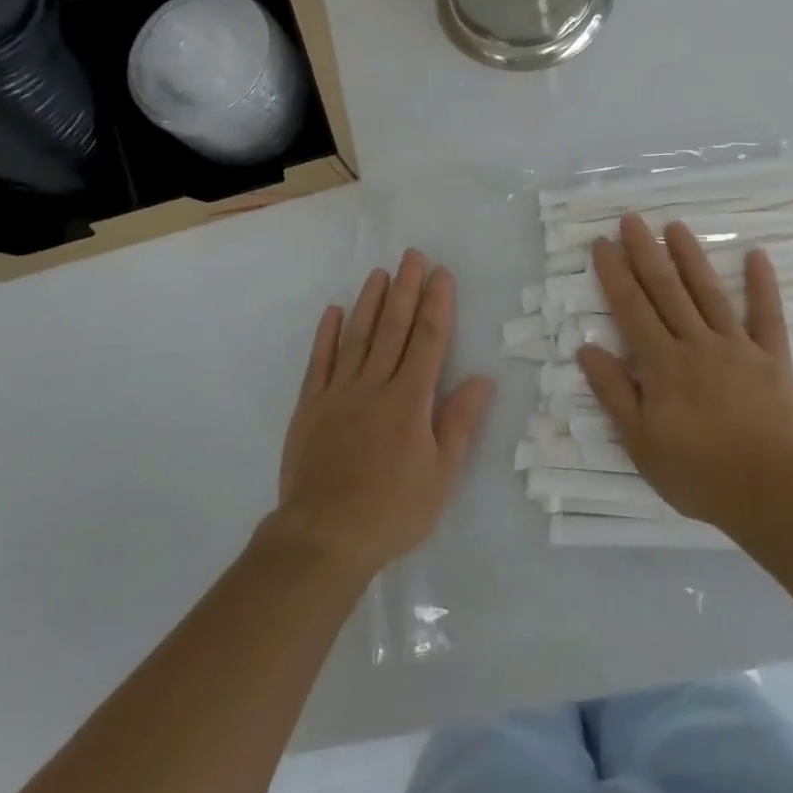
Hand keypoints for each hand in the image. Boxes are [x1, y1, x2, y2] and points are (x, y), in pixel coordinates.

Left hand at [267, 250, 494, 579]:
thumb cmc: (392, 511)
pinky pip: (319, 362)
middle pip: (394, 328)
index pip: (429, 341)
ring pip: (357, 336)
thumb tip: (483, 379)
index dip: (437, 305)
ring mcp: (338, 393)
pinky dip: (326, 335)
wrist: (323, 537)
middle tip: (413, 255)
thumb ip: (459, 423)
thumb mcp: (441, 476)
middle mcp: (375, 385)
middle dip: (406, 289)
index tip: (442, 274)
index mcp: (410, 400)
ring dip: (370, 301)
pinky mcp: (309, 406)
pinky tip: (333, 311)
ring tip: (380, 272)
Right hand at [576, 214, 792, 535]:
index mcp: (663, 364)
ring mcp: (738, 347)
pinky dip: (763, 285)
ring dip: (691, 257)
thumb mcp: (641, 444)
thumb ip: (614, 394)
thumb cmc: (700, 473)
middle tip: (632, 219)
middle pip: (666, 290)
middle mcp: (697, 344)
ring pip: (709, 293)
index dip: (614, 273)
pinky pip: (768, 316)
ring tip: (675, 226)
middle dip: (646, 252)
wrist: (775, 493)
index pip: (632, 308)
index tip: (602, 243)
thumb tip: (586, 348)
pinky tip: (757, 254)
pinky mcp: (773, 358)